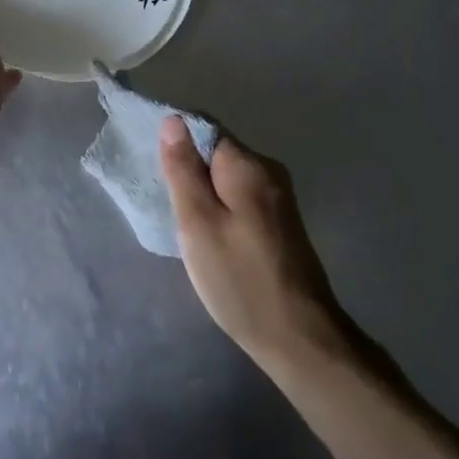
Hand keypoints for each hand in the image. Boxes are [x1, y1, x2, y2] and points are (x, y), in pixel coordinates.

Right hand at [159, 117, 351, 371]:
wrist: (299, 338)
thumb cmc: (239, 278)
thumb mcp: (198, 223)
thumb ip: (183, 169)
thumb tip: (173, 120)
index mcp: (248, 164)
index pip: (205, 129)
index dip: (177, 145)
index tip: (159, 175)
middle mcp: (269, 171)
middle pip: (218, 154)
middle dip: (191, 173)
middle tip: (172, 209)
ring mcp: (279, 198)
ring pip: (229, 179)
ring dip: (206, 195)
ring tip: (188, 228)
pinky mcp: (282, 223)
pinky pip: (242, 199)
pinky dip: (223, 211)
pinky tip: (214, 240)